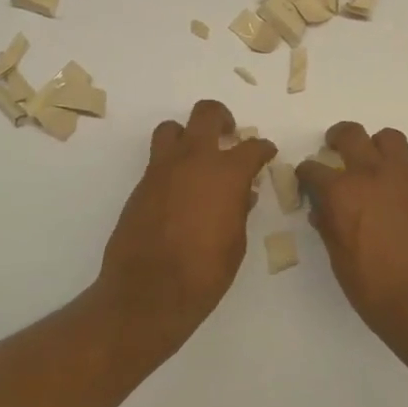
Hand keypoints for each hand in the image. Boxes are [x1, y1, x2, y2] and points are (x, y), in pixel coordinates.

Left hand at [97, 100, 275, 343]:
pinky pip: (158, 160)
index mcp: (226, 173)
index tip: (266, 153)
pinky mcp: (141, 186)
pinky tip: (180, 190)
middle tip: (229, 134)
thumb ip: (239, 209)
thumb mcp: (236, 241)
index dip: (263, 149)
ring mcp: (162, 170)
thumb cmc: (205, 272)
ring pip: (172, 129)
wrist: (149, 291)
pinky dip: (172, 165)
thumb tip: (242, 193)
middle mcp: (194, 160)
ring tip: (197, 155)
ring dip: (187, 135)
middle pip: (206, 114)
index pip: (252, 147)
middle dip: (222, 119)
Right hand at [297, 123, 407, 347]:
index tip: (306, 182)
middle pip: (352, 135)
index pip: (313, 169)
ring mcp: (405, 180)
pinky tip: (393, 199)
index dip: (305, 174)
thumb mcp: (340, 262)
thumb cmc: (377, 291)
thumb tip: (324, 211)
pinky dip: (396, 173)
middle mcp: (372, 176)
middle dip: (337, 138)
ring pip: (388, 139)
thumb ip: (330, 228)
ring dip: (375, 145)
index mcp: (342, 194)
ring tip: (370, 164)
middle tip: (334, 149)